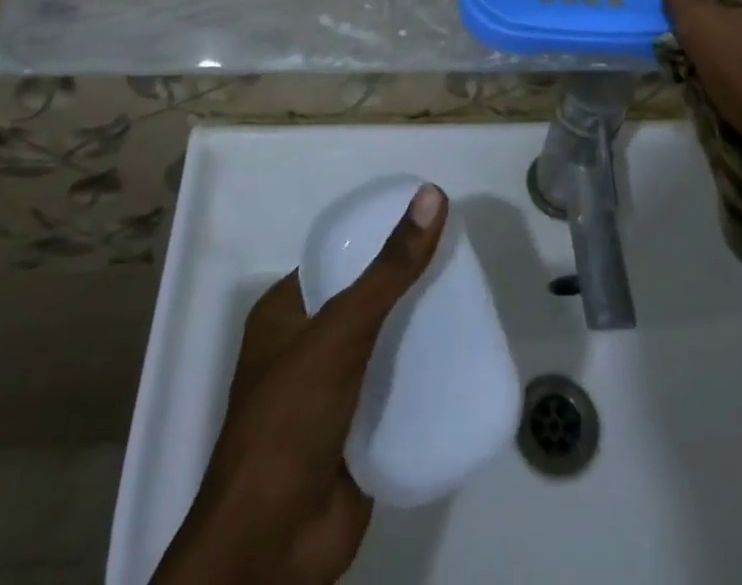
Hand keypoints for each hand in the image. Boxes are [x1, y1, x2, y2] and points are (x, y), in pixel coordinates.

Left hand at [154, 184, 448, 584]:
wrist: (272, 547)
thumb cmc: (291, 418)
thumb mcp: (342, 328)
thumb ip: (389, 269)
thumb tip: (433, 195)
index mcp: (285, 315)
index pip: (337, 260)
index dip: (378, 241)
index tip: (427, 228)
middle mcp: (305, 350)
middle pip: (366, 304)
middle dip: (407, 289)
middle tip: (459, 267)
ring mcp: (330, 398)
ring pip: (384, 350)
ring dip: (419, 335)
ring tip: (470, 307)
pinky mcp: (356, 439)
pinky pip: (395, 396)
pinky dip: (424, 382)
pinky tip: (463, 364)